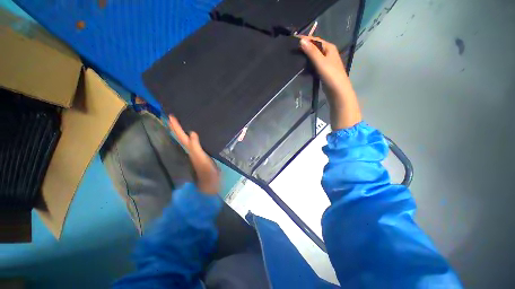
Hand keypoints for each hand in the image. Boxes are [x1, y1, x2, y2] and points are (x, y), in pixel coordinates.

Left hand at [168, 115, 219, 194]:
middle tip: (172, 117)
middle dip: (176, 127)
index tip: (170, 116)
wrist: (211, 179)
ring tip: (182, 123)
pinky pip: (196, 141)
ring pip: (187, 138)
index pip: (181, 136)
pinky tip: (196, 133)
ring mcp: (197, 151)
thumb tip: (192, 132)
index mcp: (190, 148)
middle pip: (181, 136)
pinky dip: (194, 136)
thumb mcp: (201, 157)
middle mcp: (191, 148)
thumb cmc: (206, 169)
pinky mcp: (203, 152)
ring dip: (183, 131)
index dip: (176, 126)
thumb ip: (196, 146)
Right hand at [299, 36, 361, 129]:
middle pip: (315, 47)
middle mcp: (329, 53)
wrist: (338, 91)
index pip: (315, 40)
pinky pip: (314, 64)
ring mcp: (326, 63)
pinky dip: (308, 64)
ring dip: (306, 56)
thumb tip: (301, 41)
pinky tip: (302, 67)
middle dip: (305, 47)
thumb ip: (312, 52)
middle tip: (293, 49)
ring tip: (295, 57)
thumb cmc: (331, 75)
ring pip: (314, 56)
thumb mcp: (321, 62)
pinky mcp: (324, 71)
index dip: (305, 39)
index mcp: (329, 48)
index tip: (293, 40)